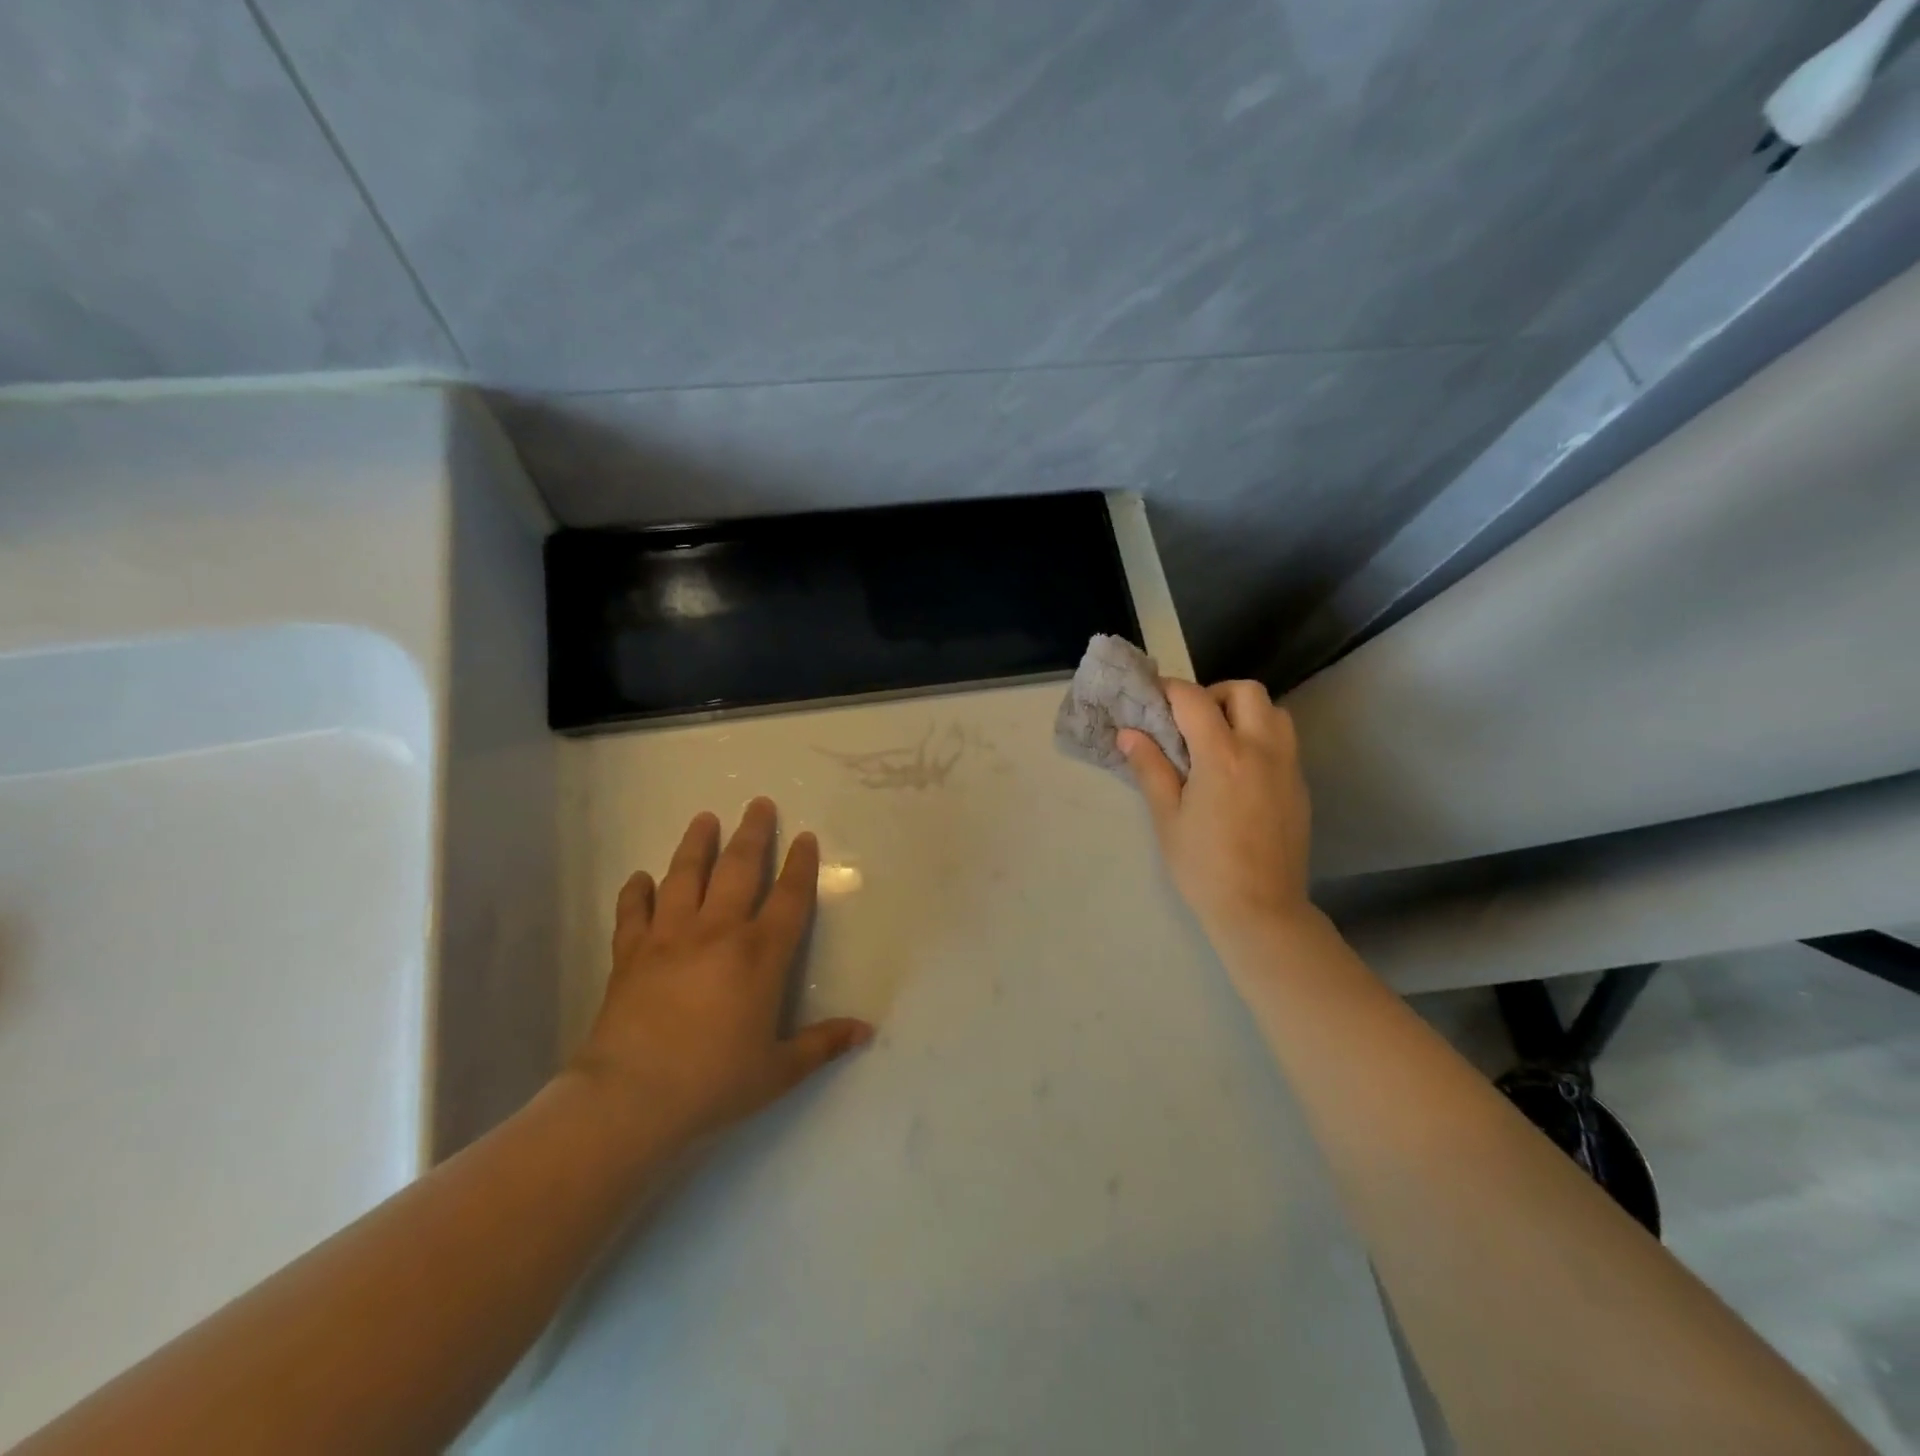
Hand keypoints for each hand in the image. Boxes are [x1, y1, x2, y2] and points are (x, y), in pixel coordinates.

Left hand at [570, 798, 873, 1147]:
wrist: (630, 1098)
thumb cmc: (713, 1082)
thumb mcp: (779, 1071)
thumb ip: (823, 1044)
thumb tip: (866, 1030)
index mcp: (759, 955)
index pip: (788, 898)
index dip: (800, 865)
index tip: (804, 836)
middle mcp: (717, 932)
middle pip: (738, 870)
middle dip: (752, 834)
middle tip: (758, 803)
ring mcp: (669, 937)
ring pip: (685, 877)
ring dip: (696, 845)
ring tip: (704, 818)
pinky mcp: (630, 953)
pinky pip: (634, 912)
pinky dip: (637, 892)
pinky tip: (641, 877)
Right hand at [1118, 680, 1316, 944]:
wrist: (1261, 909)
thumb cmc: (1204, 867)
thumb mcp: (1167, 817)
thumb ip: (1151, 768)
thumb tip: (1129, 734)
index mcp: (1222, 756)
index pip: (1194, 700)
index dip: (1170, 690)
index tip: (1152, 697)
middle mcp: (1262, 750)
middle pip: (1246, 691)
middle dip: (1214, 694)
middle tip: (1190, 721)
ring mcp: (1287, 767)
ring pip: (1274, 712)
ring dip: (1245, 712)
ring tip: (1218, 741)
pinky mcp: (1300, 786)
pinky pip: (1284, 742)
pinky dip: (1260, 737)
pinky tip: (1239, 771)